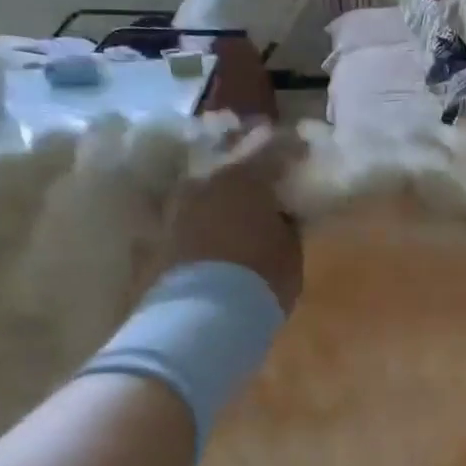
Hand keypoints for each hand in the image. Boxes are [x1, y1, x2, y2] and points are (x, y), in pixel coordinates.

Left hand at [159, 125, 304, 312]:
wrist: (201, 315)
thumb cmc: (259, 276)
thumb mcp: (290, 250)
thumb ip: (287, 224)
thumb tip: (282, 214)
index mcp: (245, 178)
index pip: (274, 150)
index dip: (292, 150)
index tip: (303, 152)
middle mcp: (207, 182)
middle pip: (233, 166)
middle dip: (251, 171)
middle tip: (269, 180)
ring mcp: (179, 207)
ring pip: (208, 191)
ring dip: (225, 197)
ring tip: (241, 210)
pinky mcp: (162, 234)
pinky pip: (193, 217)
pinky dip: (207, 220)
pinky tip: (218, 232)